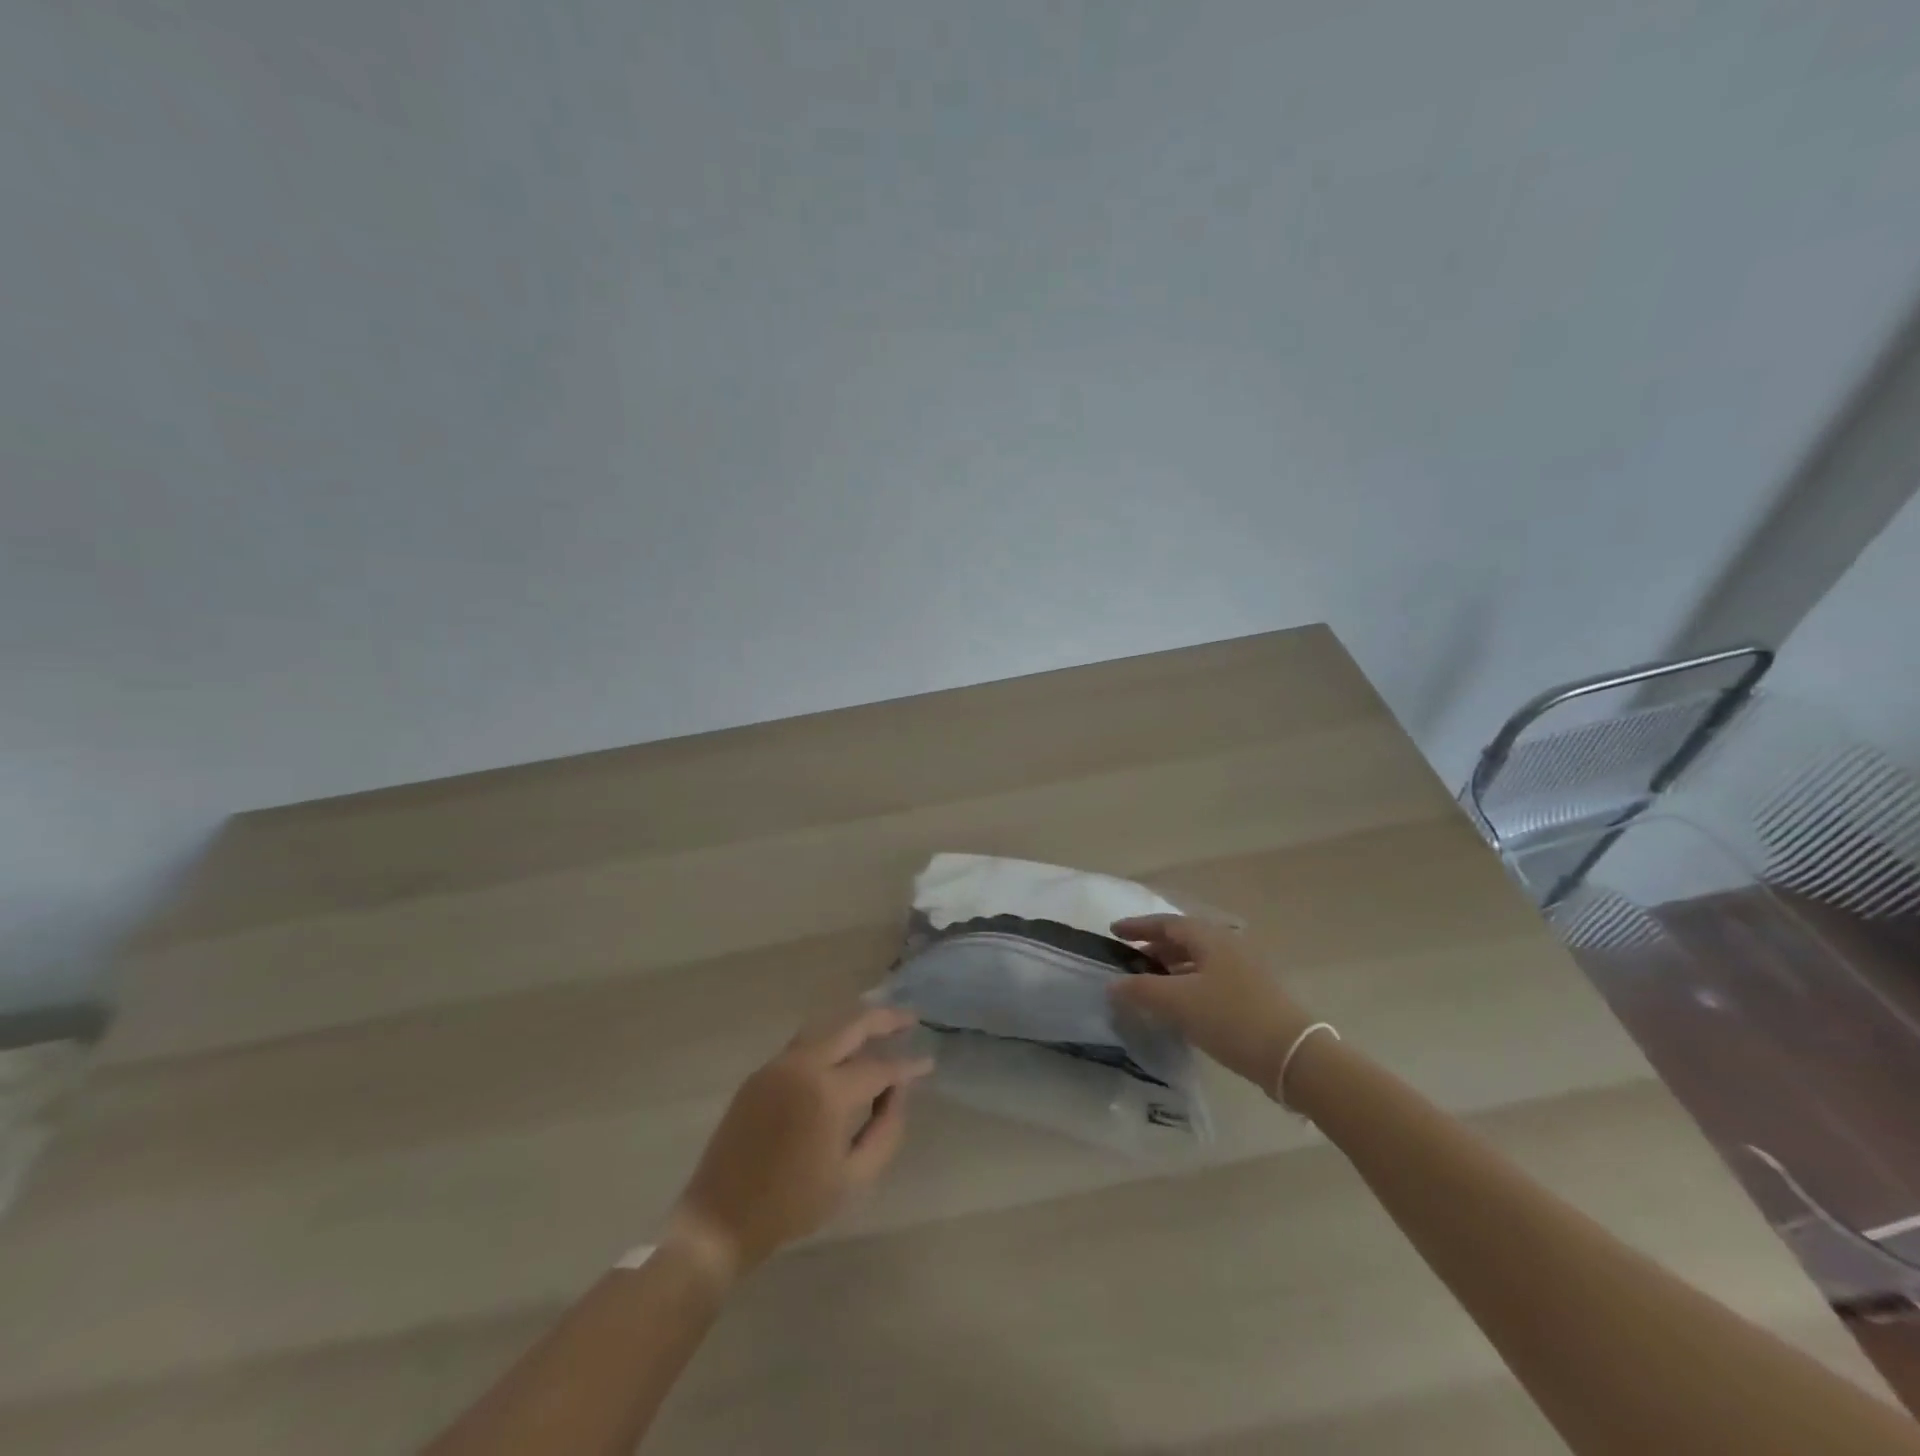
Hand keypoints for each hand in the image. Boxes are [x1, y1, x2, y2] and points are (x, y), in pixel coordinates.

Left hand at [669, 1005, 932, 1279]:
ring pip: (826, 1027)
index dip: (907, 1067)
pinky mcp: (761, 1072)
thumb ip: (885, 1132)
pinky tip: (844, 1049)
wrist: (720, 1218)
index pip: (878, 1068)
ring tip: (881, 1025)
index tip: (929, 1062)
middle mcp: (803, 1065)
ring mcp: (778, 1064)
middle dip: (885, 1019)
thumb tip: (898, 1092)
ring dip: (855, 1023)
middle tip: (911, 1018)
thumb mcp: (852, 1178)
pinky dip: (830, 1038)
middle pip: (851, 1026)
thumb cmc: (792, 1205)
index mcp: (827, 1093)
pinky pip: (804, 1043)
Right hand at [1108, 914, 1310, 1094]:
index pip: (1166, 923)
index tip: (1113, 932)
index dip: (1138, 926)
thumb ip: (1141, 990)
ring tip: (1149, 984)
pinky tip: (1179, 1005)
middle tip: (1129, 961)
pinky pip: (1209, 979)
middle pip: (1183, 939)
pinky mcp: (1251, 995)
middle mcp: (1227, 947)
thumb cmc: (1231, 1018)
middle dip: (1154, 947)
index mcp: (1210, 938)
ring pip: (1197, 960)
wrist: (1293, 1056)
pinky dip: (1187, 984)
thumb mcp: (1179, 1003)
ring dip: (1170, 967)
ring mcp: (1243, 970)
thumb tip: (1112, 984)